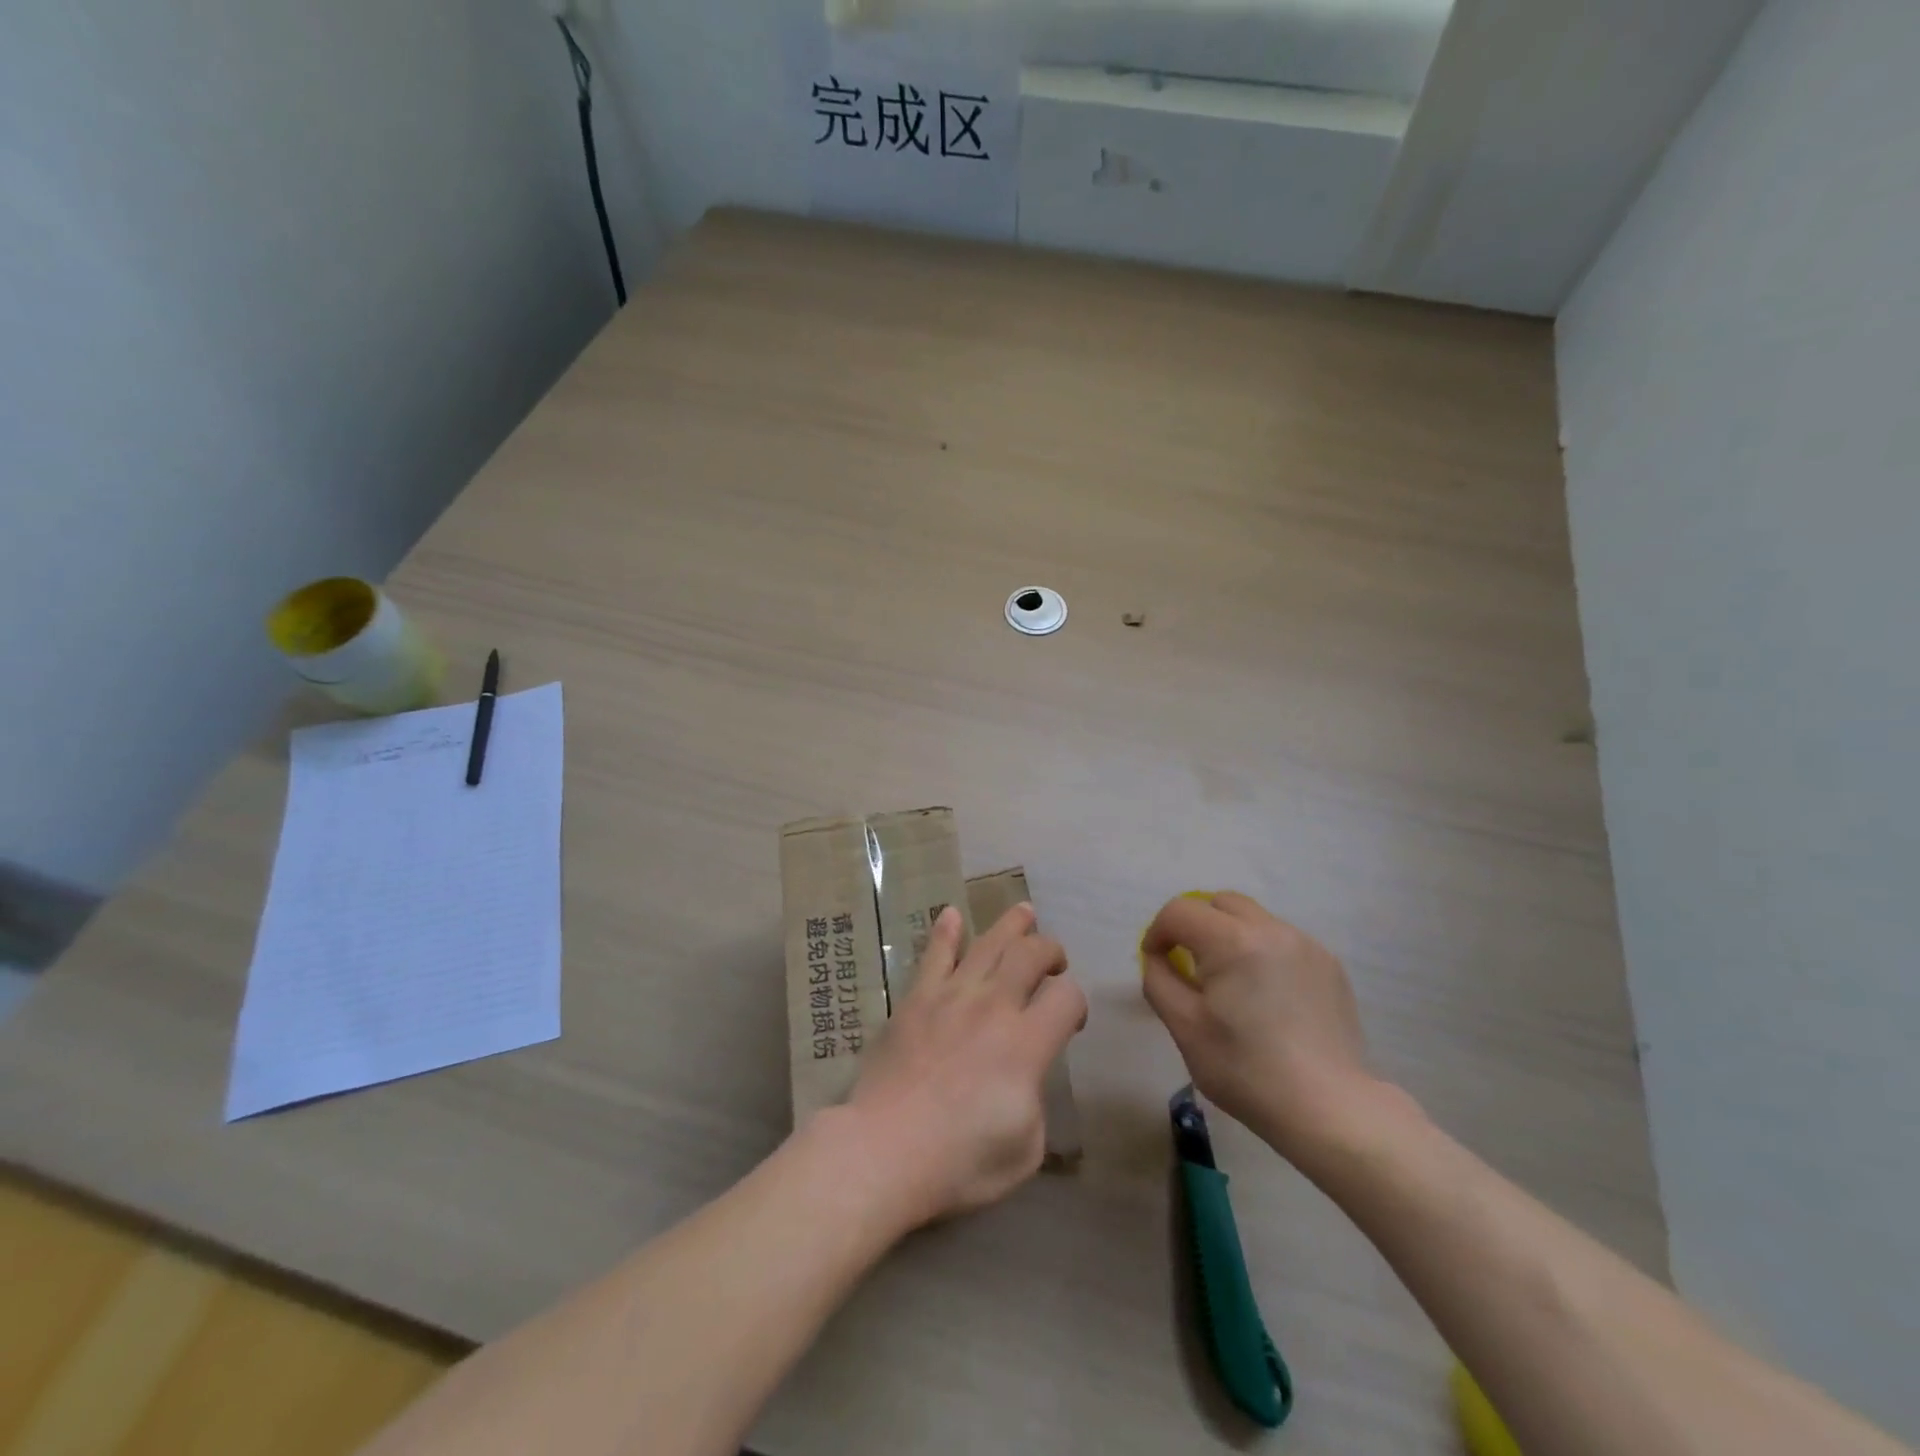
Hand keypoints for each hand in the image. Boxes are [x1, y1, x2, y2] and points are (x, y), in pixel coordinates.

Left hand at [841, 904, 1086, 1229]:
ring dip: (1011, 925)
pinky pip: (934, 955)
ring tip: (1024, 912)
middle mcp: (994, 1007)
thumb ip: (1034, 1099)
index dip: (1077, 1003)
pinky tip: (951, 915)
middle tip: (1054, 962)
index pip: (1067, 997)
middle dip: (1050, 951)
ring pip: (988, 943)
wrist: (884, 1149)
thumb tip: (1024, 1076)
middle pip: (1031, 954)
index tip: (1070, 1022)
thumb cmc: (959, 1160)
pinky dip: (946, 931)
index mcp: (1026, 1043)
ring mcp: (951, 997)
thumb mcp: (1024, 1148)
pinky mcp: (916, 999)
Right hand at [1141, 892, 1379, 1163]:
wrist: (1329, 1109)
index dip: (1158, 932)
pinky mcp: (1329, 964)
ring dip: (1230, 936)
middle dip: (1195, 925)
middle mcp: (1271, 929)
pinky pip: (1282, 940)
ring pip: (1253, 918)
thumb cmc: (1246, 1070)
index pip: (1180, 911)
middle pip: (1219, 903)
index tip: (1156, 962)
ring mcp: (1306, 944)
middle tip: (1191, 965)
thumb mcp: (1184, 1027)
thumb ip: (1159, 980)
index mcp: (1232, 941)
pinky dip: (1262, 952)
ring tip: (1231, 982)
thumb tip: (1160, 958)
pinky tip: (1267, 996)